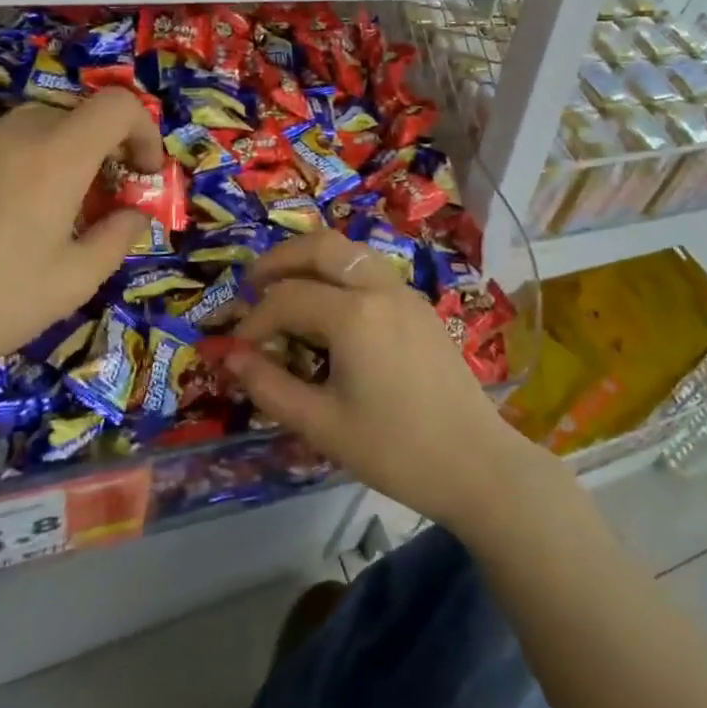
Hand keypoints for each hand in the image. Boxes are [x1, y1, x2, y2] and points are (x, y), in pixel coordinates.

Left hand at [0, 88, 162, 425]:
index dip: (145, 131)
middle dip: (105, 151)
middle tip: (104, 204)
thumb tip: (134, 213)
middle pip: (77, 116)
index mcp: (55, 157)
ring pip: (34, 130)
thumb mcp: (73, 282)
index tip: (144, 176)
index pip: (118, 106)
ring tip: (52, 217)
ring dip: (62, 159)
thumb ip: (117, 237)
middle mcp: (10, 134)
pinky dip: (20, 167)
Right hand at [220, 229, 558, 532]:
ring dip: (314, 260)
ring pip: (352, 252)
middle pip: (322, 246)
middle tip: (251, 284)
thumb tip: (231, 357)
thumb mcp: (322, 425)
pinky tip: (330, 308)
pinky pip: (373, 271)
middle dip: (280, 259)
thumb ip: (270, 387)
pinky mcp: (422, 307)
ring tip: (286, 289)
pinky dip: (342, 273)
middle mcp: (381, 289)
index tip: (237, 347)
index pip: (287, 298)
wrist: (475, 462)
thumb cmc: (395, 449)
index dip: (254, 319)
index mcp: (355, 315)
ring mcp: (407, 294)